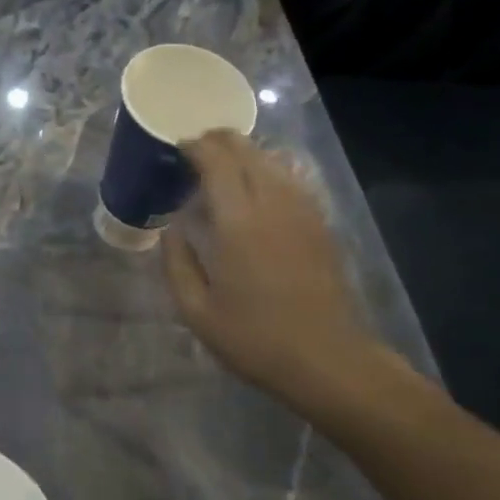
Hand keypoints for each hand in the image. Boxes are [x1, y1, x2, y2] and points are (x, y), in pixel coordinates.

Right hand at [162, 131, 387, 418]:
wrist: (326, 359)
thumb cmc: (254, 338)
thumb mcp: (196, 310)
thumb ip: (177, 262)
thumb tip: (173, 228)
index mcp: (238, 221)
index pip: (217, 161)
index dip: (196, 146)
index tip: (178, 148)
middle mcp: (273, 204)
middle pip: (248, 151)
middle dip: (220, 141)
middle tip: (196, 149)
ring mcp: (303, 211)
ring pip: (273, 160)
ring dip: (246, 153)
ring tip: (223, 165)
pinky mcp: (320, 223)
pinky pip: (291, 180)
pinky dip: (269, 171)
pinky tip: (257, 188)